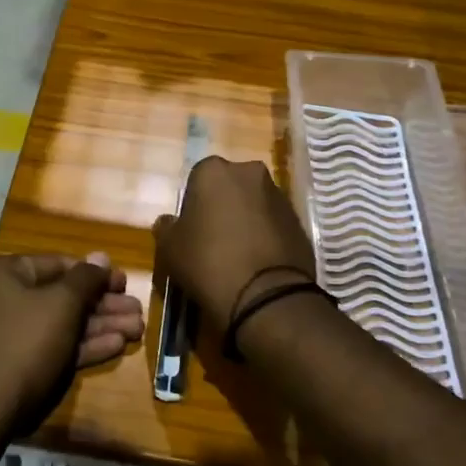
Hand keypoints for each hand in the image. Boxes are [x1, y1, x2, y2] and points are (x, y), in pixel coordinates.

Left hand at [0, 252, 143, 436]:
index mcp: (3, 274)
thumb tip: (101, 257)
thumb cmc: (24, 344)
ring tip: (137, 330)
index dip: (95, 273)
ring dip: (99, 326)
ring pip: (59, 324)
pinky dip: (80, 346)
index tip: (124, 283)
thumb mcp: (61, 305)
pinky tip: (115, 347)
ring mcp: (5, 335)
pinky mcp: (12, 365)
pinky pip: (50, 347)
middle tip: (137, 311)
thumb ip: (86, 279)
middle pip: (61, 296)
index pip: (58, 264)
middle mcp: (0, 299)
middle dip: (103, 305)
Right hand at [152, 156, 316, 325]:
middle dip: (223, 206)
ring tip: (239, 255)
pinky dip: (267, 236)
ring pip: (255, 203)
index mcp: (214, 170)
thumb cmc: (207, 261)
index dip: (194, 205)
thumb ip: (167, 228)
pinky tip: (259, 263)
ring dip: (247, 220)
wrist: (265, 295)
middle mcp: (249, 173)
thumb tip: (168, 222)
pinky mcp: (299, 221)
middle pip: (230, 187)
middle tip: (214, 239)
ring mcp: (279, 195)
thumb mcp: (170, 248)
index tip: (192, 230)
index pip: (198, 179)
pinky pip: (275, 223)